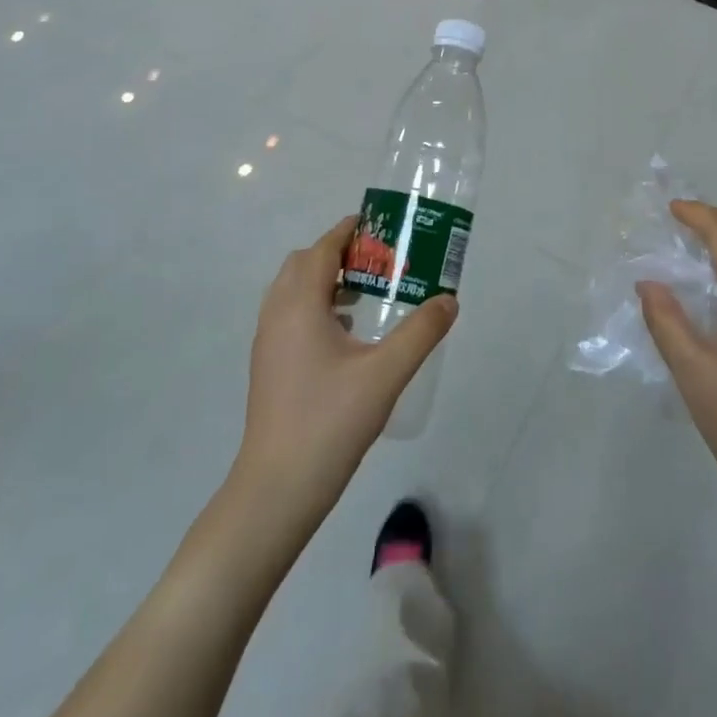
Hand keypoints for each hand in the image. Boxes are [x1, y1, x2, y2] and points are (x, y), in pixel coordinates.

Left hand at [233, 217, 457, 524]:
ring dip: (326, 280)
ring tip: (366, 295)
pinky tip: (346, 336)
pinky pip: (290, 315)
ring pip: (294, 290)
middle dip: (340, 253)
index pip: (323, 248)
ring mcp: (267, 341)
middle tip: (379, 264)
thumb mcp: (386, 374)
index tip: (383, 228)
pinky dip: (315, 307)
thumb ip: (421, 332)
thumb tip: (449, 299)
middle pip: (305, 263)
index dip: (350, 231)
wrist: (276, 489)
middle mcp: (277, 313)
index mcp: (300, 304)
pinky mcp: (268, 365)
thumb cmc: (330, 422)